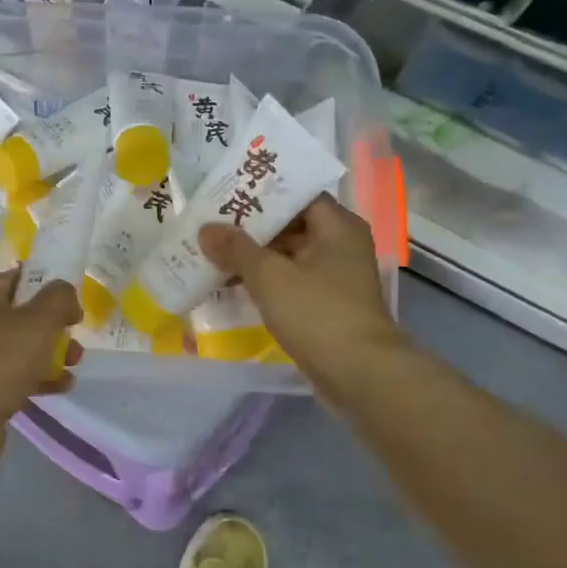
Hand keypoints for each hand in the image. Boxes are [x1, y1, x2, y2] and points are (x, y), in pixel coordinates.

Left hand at [0, 270, 81, 445]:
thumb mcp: (38, 321)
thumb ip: (59, 299)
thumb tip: (66, 296)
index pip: (18, 278)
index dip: (47, 285)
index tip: (72, 302)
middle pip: (23, 314)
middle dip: (54, 325)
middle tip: (75, 338)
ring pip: (22, 347)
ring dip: (51, 353)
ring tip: (74, 364)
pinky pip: (17, 375)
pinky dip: (40, 378)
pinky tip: (62, 387)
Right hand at [199, 195, 407, 411]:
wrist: (360, 376)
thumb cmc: (318, 313)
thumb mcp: (269, 276)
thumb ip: (236, 248)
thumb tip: (206, 229)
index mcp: (337, 226)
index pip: (296, 194)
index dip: (261, 191)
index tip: (225, 193)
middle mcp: (340, 245)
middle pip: (289, 224)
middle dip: (250, 226)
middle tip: (210, 223)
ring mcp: (335, 277)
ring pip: (287, 255)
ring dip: (253, 256)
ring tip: (211, 253)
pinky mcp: (326, 305)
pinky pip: (289, 281)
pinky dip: (264, 281)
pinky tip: (231, 285)